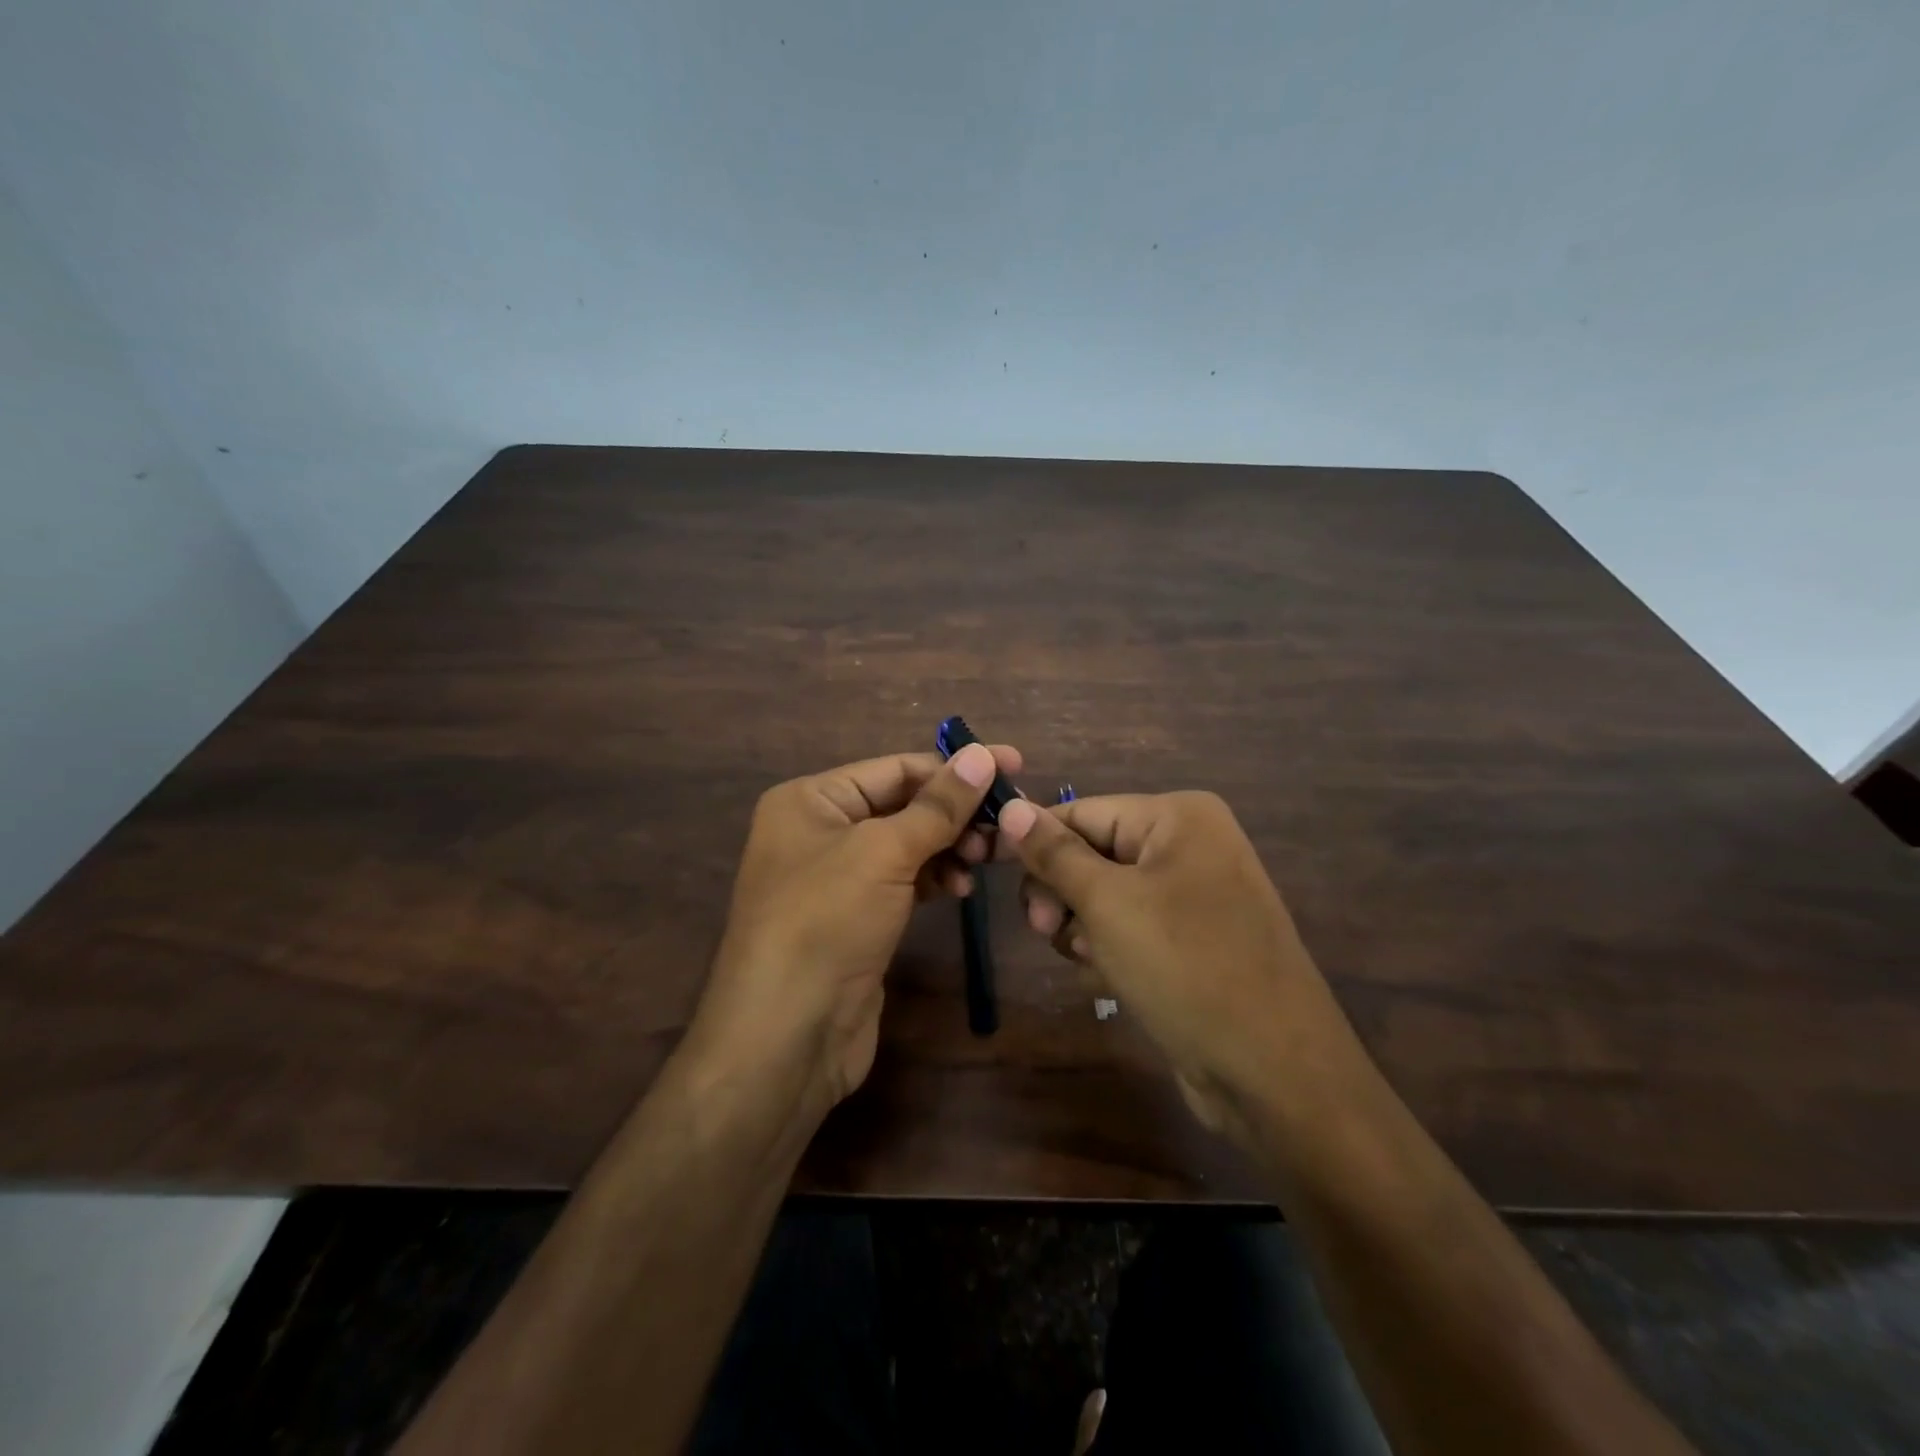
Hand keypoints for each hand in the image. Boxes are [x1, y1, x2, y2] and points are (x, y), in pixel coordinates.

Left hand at [689, 742, 1019, 1110]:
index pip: (896, 768)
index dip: (956, 767)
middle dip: (957, 812)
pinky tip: (960, 887)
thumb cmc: (826, 922)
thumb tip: (984, 754)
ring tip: (989, 857)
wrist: (785, 1037)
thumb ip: (939, 805)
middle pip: (904, 804)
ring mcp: (837, 878)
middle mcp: (820, 830)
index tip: (1015, 766)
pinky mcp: (857, 917)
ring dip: (951, 846)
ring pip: (908, 844)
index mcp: (811, 799)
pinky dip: (935, 878)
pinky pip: (905, 880)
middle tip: (1011, 823)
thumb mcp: (884, 852)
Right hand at [997, 792, 1368, 1150]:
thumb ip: (1053, 853)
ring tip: (1089, 959)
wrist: (1274, 1073)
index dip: (1034, 842)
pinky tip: (1110, 978)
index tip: (988, 871)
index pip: (1081, 812)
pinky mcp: (1192, 940)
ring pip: (1104, 895)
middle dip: (1062, 891)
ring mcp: (1194, 895)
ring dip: (1082, 925)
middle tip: (1046, 927)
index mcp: (1178, 817)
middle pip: (1091, 852)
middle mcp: (1189, 845)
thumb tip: (1010, 806)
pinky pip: (1129, 927)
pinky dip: (1109, 948)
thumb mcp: (1107, 903)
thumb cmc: (1186, 967)